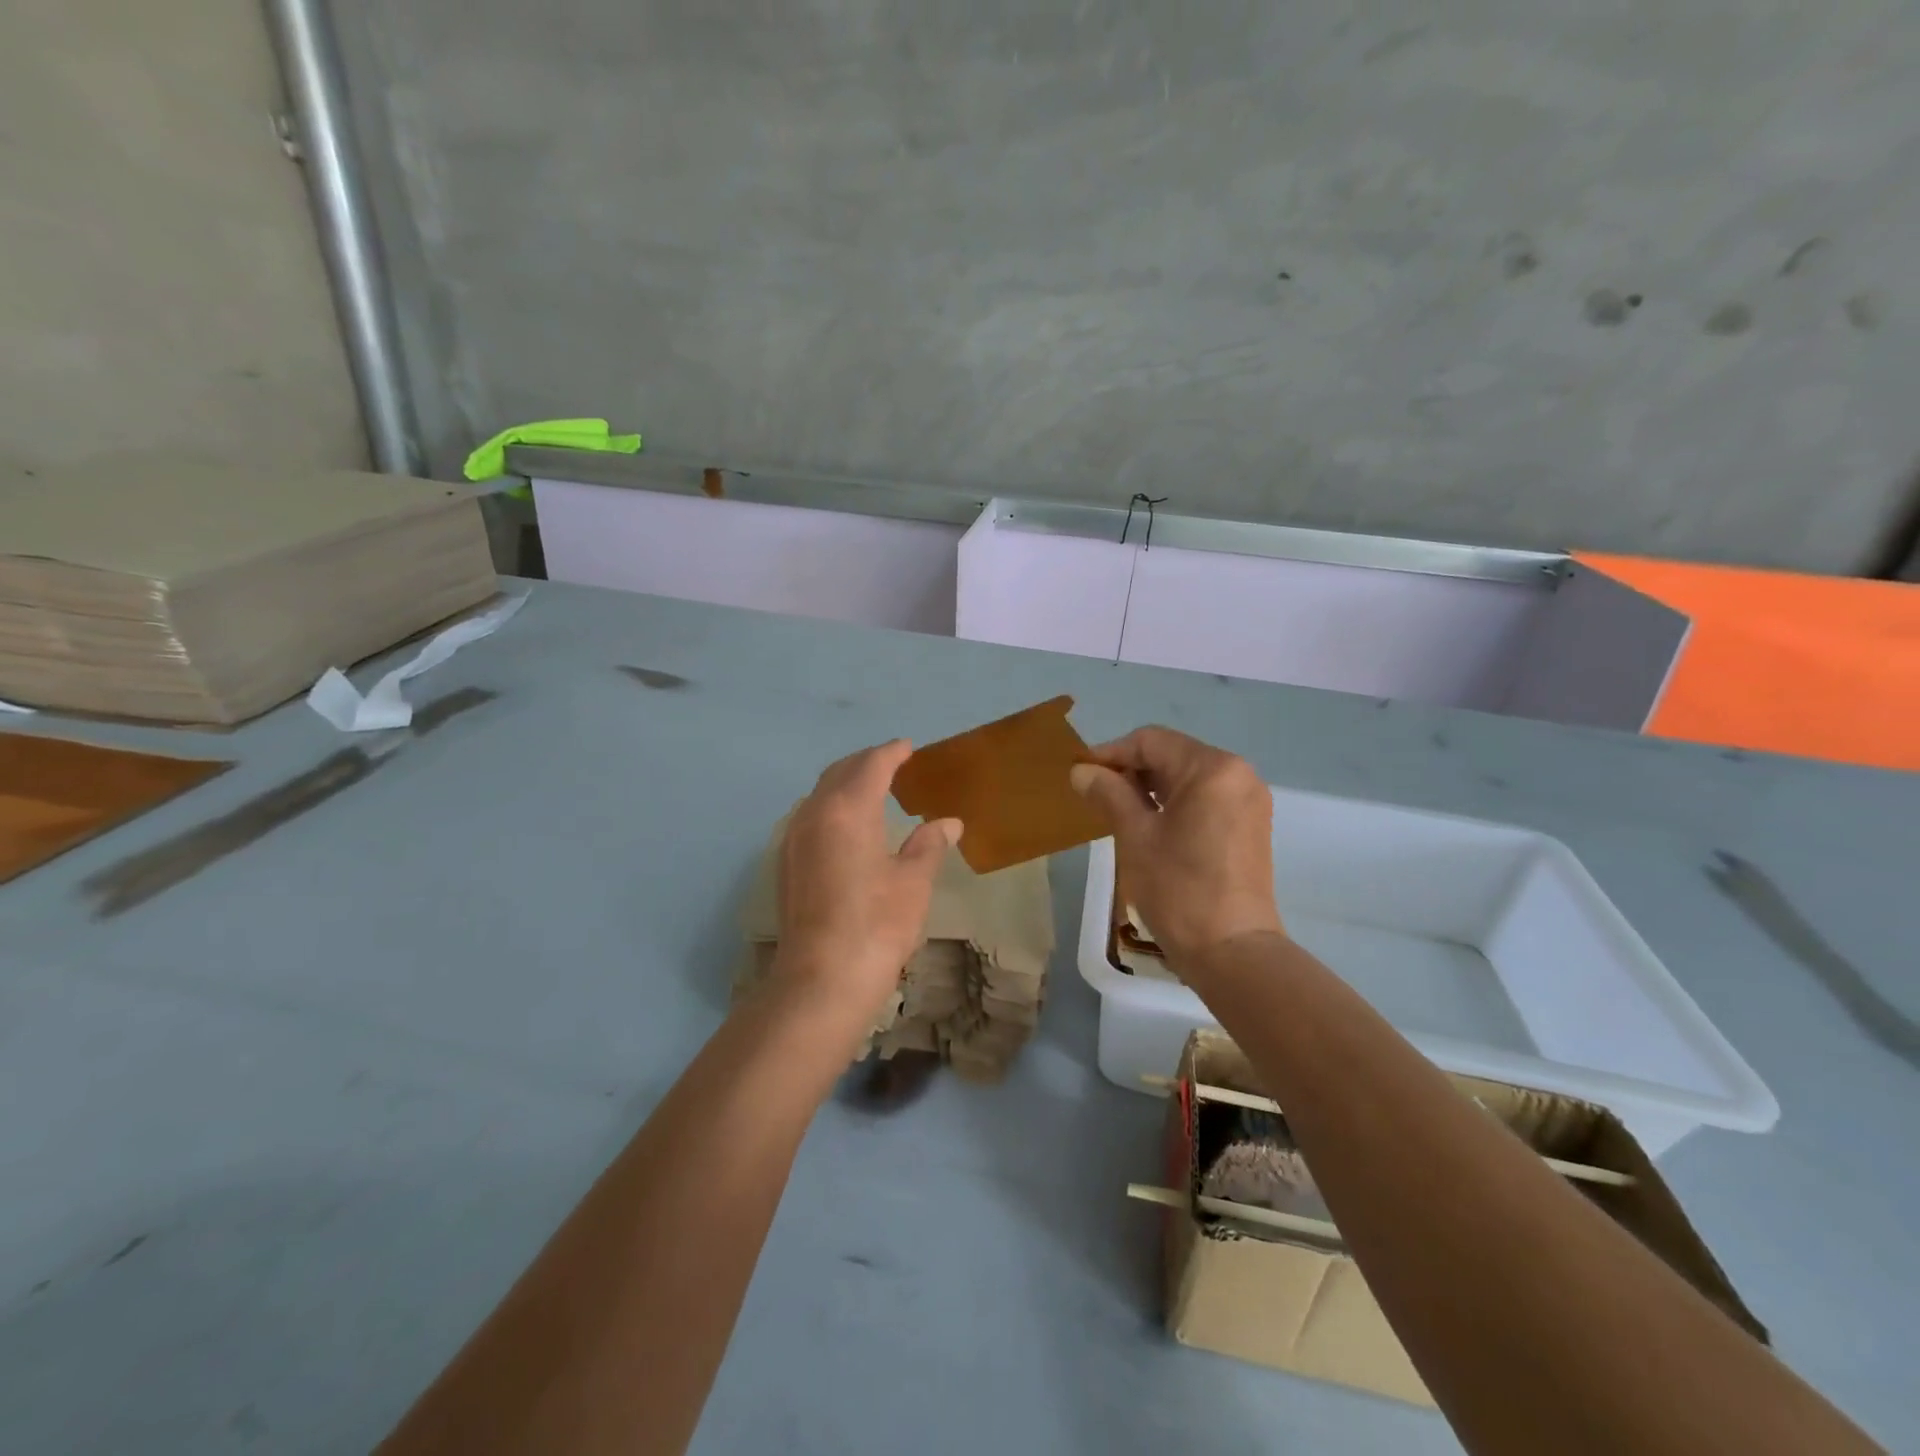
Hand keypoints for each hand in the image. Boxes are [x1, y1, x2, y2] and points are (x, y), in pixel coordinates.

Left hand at [773, 740, 962, 1028]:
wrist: (821, 980)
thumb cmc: (877, 925)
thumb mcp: (913, 882)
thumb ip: (929, 845)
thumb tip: (948, 823)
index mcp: (848, 808)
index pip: (872, 765)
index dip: (893, 753)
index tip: (910, 748)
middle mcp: (814, 813)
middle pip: (840, 772)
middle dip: (867, 762)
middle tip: (894, 764)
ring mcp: (794, 838)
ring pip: (821, 793)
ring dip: (846, 783)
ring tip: (874, 791)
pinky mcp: (787, 862)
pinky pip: (811, 816)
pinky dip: (833, 806)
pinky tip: (850, 826)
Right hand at [1069, 726, 1282, 970]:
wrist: (1232, 951)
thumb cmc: (1179, 889)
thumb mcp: (1135, 836)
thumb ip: (1108, 794)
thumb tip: (1081, 771)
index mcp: (1212, 769)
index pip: (1151, 742)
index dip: (1111, 753)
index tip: (1080, 774)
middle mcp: (1238, 774)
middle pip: (1172, 755)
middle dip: (1131, 770)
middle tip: (1095, 794)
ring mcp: (1248, 800)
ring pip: (1188, 777)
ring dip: (1150, 787)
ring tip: (1116, 810)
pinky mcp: (1250, 825)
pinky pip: (1205, 798)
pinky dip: (1174, 803)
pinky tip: (1149, 824)